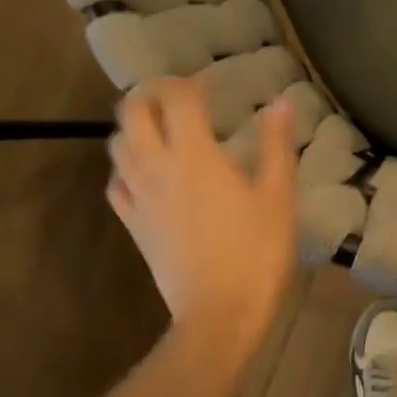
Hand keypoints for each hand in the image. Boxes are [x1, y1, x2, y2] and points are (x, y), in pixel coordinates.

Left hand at [108, 79, 297, 362]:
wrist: (220, 314)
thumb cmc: (256, 253)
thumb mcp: (278, 197)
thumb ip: (277, 145)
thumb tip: (280, 103)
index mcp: (194, 154)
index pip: (177, 97)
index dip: (191, 83)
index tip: (212, 87)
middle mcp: (156, 167)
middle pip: (133, 112)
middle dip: (152, 95)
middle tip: (179, 99)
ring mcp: (138, 197)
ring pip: (117, 144)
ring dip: (135, 127)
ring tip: (162, 131)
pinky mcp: (132, 225)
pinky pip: (115, 183)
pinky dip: (127, 168)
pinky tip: (147, 175)